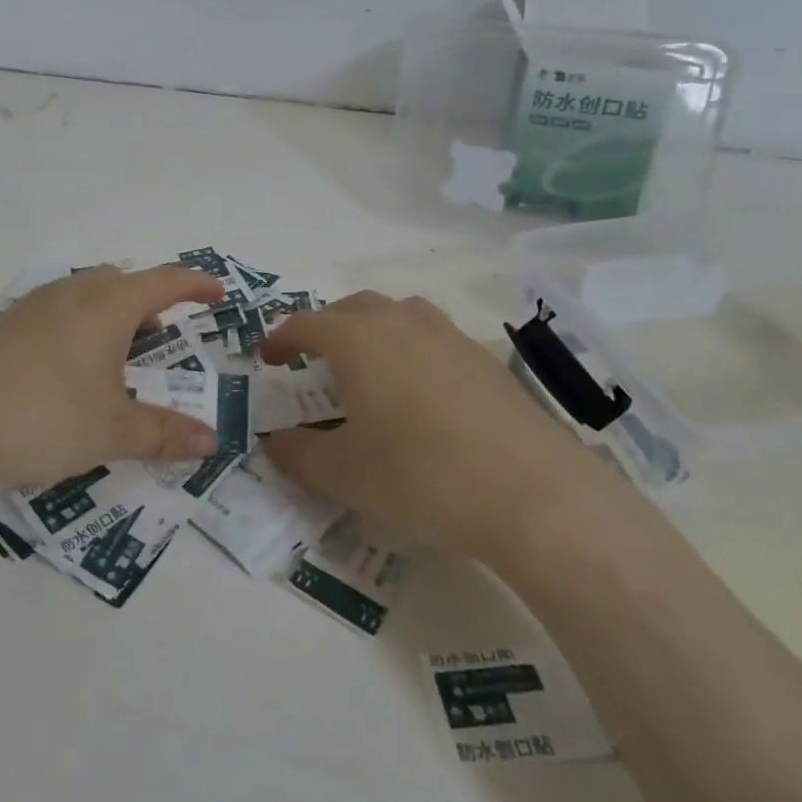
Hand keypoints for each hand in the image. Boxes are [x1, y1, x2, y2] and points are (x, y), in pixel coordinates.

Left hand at [0, 266, 226, 499]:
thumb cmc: (46, 419)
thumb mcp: (113, 432)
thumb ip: (165, 434)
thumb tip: (210, 441)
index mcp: (106, 308)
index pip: (163, 283)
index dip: (194, 286)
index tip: (216, 293)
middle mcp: (67, 295)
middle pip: (117, 283)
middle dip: (143, 304)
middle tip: (154, 339)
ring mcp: (23, 308)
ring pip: (73, 294)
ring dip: (97, 314)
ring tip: (101, 353)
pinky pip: (32, 318)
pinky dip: (49, 330)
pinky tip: (39, 359)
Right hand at [259, 291, 615, 557]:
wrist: (533, 493)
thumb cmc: (421, 477)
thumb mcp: (344, 475)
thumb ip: (298, 455)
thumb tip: (274, 443)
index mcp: (357, 341)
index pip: (306, 324)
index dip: (281, 339)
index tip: (268, 359)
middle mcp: (400, 323)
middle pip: (352, 307)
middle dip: (325, 327)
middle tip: (313, 359)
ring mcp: (448, 336)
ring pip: (397, 313)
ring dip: (371, 329)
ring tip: (367, 366)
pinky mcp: (485, 358)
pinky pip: (432, 336)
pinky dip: (411, 348)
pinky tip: (420, 392)